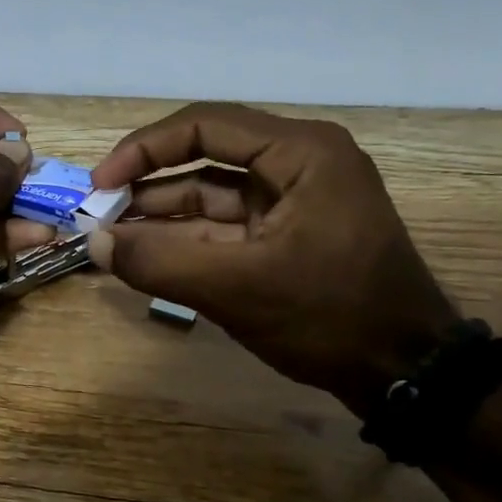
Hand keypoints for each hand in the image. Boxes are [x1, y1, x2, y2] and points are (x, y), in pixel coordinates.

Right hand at [88, 103, 457, 416]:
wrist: (408, 376)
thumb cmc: (330, 317)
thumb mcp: (237, 288)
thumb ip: (159, 262)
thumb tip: (93, 243)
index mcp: (301, 152)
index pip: (204, 126)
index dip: (143, 150)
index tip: (100, 184)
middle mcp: (297, 163)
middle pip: (204, 156)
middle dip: (147, 184)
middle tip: (98, 213)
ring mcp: (293, 200)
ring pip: (209, 193)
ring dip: (160, 214)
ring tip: (110, 236)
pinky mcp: (286, 234)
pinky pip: (222, 225)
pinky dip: (183, 238)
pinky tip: (144, 253)